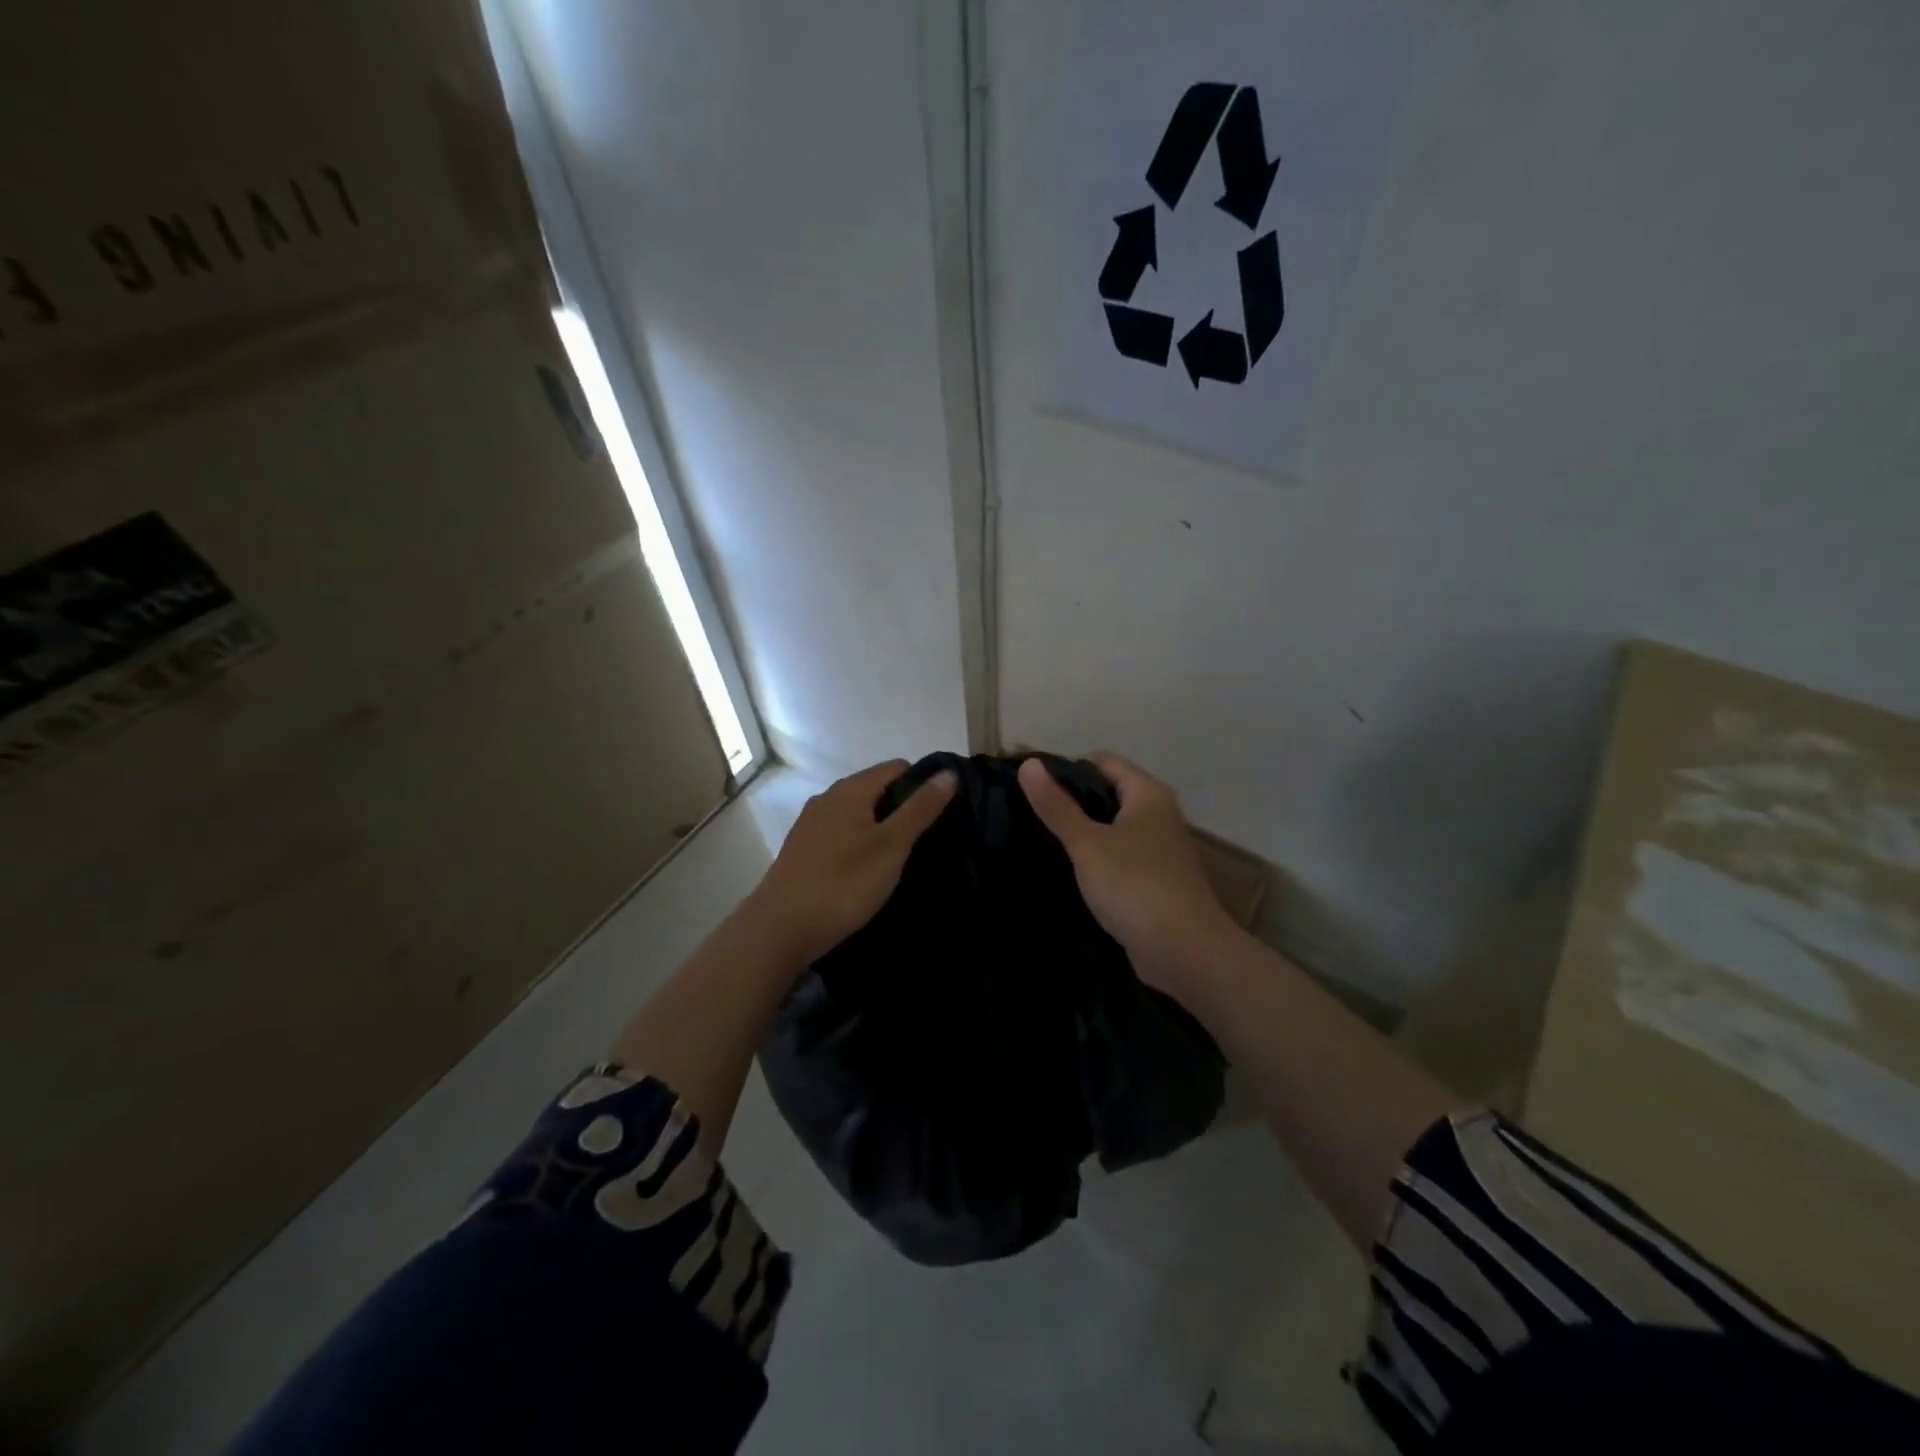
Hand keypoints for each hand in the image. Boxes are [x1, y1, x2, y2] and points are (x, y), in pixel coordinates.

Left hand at [743, 759, 956, 970]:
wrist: (779, 929)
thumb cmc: (844, 883)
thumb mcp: (891, 846)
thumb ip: (920, 808)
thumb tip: (948, 773)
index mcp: (850, 790)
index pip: (897, 767)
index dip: (923, 783)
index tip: (942, 813)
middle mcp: (827, 798)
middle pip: (875, 789)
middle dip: (902, 807)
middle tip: (926, 839)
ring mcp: (810, 824)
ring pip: (857, 813)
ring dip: (880, 827)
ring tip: (901, 857)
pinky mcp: (801, 850)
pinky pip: (841, 834)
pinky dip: (859, 843)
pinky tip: (867, 871)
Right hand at [1018, 753, 1236, 993]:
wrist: (1185, 952)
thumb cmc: (1135, 886)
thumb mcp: (1087, 843)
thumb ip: (1057, 806)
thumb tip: (1029, 764)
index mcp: (1148, 793)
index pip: (1102, 761)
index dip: (1066, 769)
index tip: (1031, 788)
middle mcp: (1159, 814)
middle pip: (1108, 793)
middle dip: (1071, 802)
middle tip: (1030, 815)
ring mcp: (1160, 850)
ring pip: (1113, 828)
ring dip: (1083, 833)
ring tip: (1042, 842)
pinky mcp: (1156, 881)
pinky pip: (1119, 858)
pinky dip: (1097, 860)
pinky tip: (1070, 873)